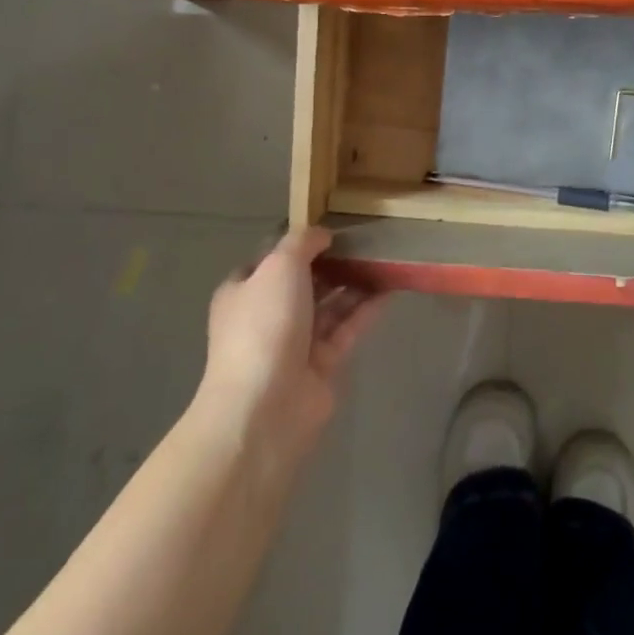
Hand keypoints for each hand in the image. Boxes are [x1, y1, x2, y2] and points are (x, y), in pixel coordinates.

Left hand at [193, 228, 384, 469]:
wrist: (266, 405)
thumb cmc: (265, 324)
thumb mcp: (279, 265)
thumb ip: (302, 242)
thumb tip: (322, 234)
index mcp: (244, 292)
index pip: (270, 261)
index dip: (298, 244)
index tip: (331, 229)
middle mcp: (267, 316)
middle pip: (304, 283)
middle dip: (332, 263)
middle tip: (366, 241)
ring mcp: (294, 343)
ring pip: (329, 306)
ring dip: (353, 284)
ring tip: (385, 259)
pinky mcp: (322, 365)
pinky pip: (347, 328)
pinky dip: (366, 309)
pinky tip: (390, 288)